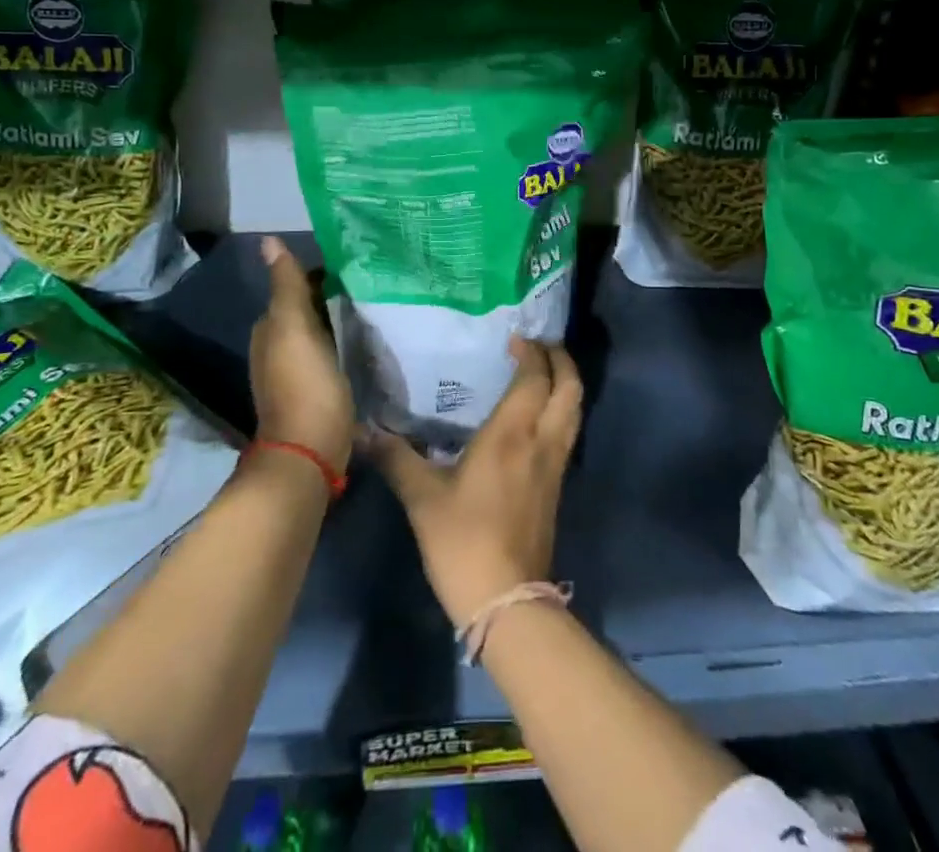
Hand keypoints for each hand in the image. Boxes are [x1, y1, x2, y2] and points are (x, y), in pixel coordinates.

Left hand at [250, 236, 353, 475]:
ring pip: (323, 331)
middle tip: (376, 280)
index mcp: (271, 329)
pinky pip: (333, 354)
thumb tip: (268, 240)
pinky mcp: (319, 391)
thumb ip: (286, 286)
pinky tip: (371, 340)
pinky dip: (347, 342)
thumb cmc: (303, 385)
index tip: (358, 261)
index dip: (323, 272)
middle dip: (336, 294)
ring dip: (343, 318)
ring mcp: (299, 372)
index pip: (297, 286)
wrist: (310, 453)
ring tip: (380, 304)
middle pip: (310, 309)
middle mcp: (279, 347)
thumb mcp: (294, 328)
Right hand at [366, 338, 582, 626]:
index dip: (531, 352)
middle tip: (540, 345)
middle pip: (570, 387)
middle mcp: (542, 440)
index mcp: (513, 432)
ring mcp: (555, 464)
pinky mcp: (557, 485)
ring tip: (544, 371)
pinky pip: (568, 432)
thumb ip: (396, 458)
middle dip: (561, 359)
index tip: (514, 338)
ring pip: (575, 410)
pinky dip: (562, 410)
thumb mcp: (422, 498)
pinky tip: (539, 416)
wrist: (507, 599)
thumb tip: (363, 430)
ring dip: (566, 383)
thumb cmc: (463, 540)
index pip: (535, 377)